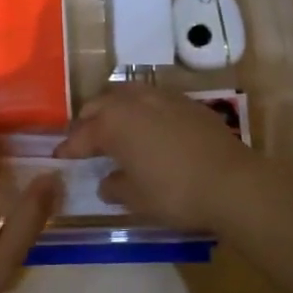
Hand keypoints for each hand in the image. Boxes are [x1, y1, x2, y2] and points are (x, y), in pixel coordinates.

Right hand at [53, 82, 269, 231]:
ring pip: (127, 94)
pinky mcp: (187, 102)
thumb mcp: (137, 199)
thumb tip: (107, 182)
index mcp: (114, 123)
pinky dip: (142, 110)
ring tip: (114, 127)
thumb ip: (115, 187)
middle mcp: (134, 102)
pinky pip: (153, 99)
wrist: (232, 183)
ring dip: (115, 109)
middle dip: (88, 121)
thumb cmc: (175, 193)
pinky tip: (148, 128)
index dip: (69, 147)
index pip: (82, 134)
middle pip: (100, 104)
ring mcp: (163, 97)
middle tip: (84, 140)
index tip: (60, 156)